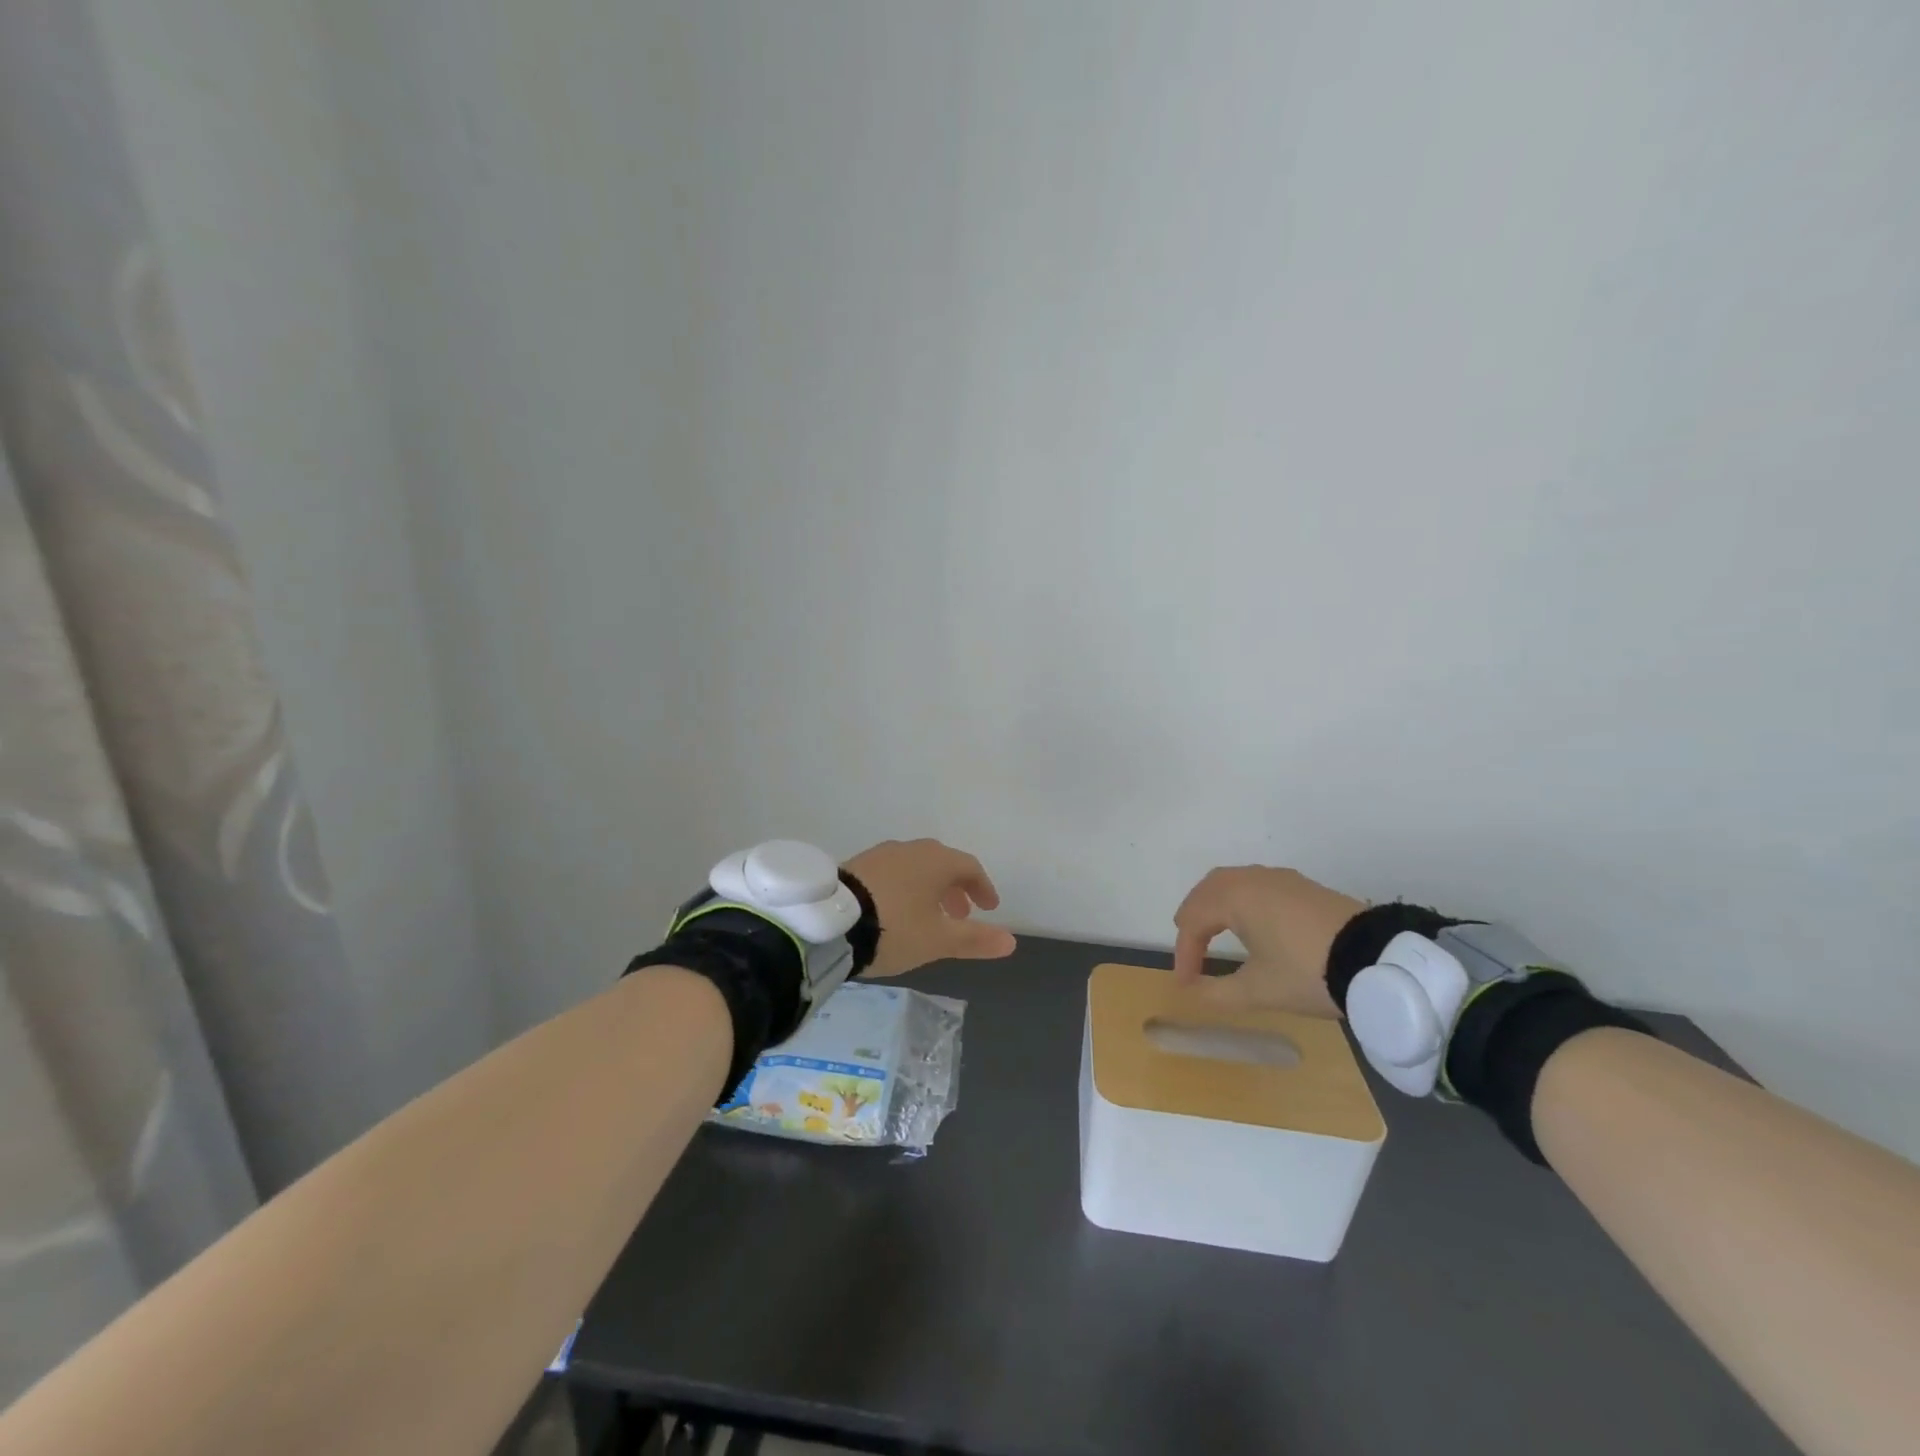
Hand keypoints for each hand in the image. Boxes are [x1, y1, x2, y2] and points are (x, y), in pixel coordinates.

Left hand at [843, 839, 1016, 976]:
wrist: (830, 922)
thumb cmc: (895, 928)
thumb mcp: (938, 940)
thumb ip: (975, 939)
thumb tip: (1011, 941)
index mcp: (936, 861)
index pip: (970, 867)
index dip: (983, 888)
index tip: (990, 908)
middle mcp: (910, 849)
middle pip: (942, 864)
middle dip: (955, 888)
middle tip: (961, 914)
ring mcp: (881, 854)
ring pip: (915, 867)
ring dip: (929, 888)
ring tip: (928, 916)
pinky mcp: (857, 865)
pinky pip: (892, 872)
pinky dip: (904, 888)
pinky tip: (896, 910)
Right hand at [1171, 866, 1363, 1016]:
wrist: (1379, 960)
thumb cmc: (1308, 972)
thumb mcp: (1258, 991)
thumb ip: (1218, 992)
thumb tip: (1193, 992)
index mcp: (1234, 897)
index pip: (1193, 921)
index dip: (1185, 953)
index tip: (1186, 984)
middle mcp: (1252, 879)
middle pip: (1208, 890)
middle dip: (1193, 919)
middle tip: (1189, 948)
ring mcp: (1280, 878)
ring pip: (1233, 883)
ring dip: (1216, 906)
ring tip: (1213, 933)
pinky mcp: (1303, 886)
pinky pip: (1257, 885)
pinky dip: (1241, 901)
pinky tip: (1251, 923)